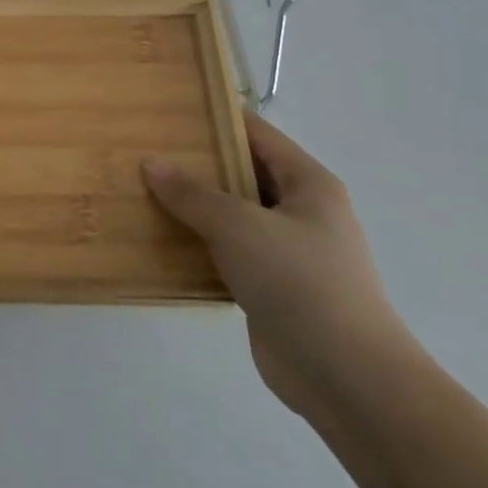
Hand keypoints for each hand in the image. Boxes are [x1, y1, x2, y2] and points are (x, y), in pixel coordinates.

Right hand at [144, 112, 416, 419]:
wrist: (347, 377)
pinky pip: (227, 253)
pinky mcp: (271, 287)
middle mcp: (301, 211)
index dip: (215, 118)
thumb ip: (192, 193)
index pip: (256, 134)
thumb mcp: (238, 225)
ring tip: (140, 191)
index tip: (168, 110)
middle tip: (143, 150)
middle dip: (196, 164)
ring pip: (231, 215)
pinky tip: (158, 240)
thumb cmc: (299, 282)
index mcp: (307, 184)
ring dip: (192, 207)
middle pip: (241, 173)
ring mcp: (287, 251)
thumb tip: (151, 163)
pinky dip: (197, 245)